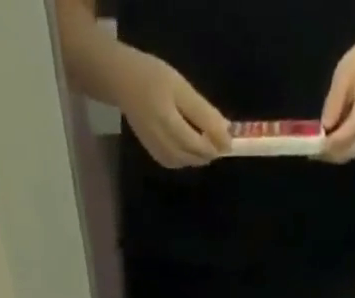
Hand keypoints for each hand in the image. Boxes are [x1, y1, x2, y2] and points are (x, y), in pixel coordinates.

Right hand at [114, 46, 230, 167]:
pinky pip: (177, 163)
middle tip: (221, 140)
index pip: (200, 145)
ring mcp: (158, 153)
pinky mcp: (155, 155)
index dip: (217, 144)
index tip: (230, 139)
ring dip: (200, 156)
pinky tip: (191, 146)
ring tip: (208, 141)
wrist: (123, 83)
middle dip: (210, 151)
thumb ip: (203, 113)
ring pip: (187, 163)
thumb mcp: (182, 88)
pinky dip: (188, 157)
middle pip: (195, 157)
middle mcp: (163, 145)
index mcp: (170, 125)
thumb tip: (226, 133)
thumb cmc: (153, 77)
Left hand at [321, 26, 354, 161]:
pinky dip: (337, 151)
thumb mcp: (344, 73)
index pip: (352, 129)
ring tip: (316, 148)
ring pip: (350, 152)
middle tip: (312, 150)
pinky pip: (350, 148)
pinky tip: (326, 144)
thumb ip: (334, 100)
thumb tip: (324, 127)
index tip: (317, 144)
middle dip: (330, 153)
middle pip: (350, 149)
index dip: (334, 140)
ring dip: (332, 155)